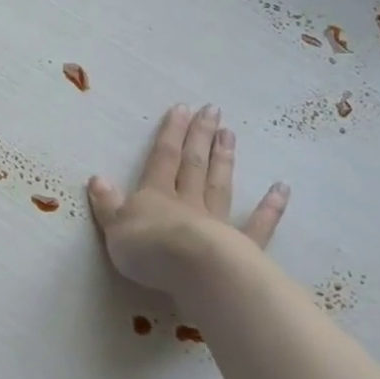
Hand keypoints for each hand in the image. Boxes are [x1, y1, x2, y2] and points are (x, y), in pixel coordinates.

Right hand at [88, 104, 289, 295]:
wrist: (191, 269)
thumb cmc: (147, 249)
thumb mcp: (115, 227)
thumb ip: (108, 204)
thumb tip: (97, 178)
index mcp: (155, 196)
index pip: (162, 158)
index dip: (170, 133)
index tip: (182, 108)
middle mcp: (186, 202)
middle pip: (193, 164)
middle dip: (200, 136)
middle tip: (213, 110)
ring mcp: (216, 222)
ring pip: (219, 185)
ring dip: (224, 159)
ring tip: (231, 133)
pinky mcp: (240, 246)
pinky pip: (257, 224)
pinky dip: (270, 207)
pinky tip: (282, 188)